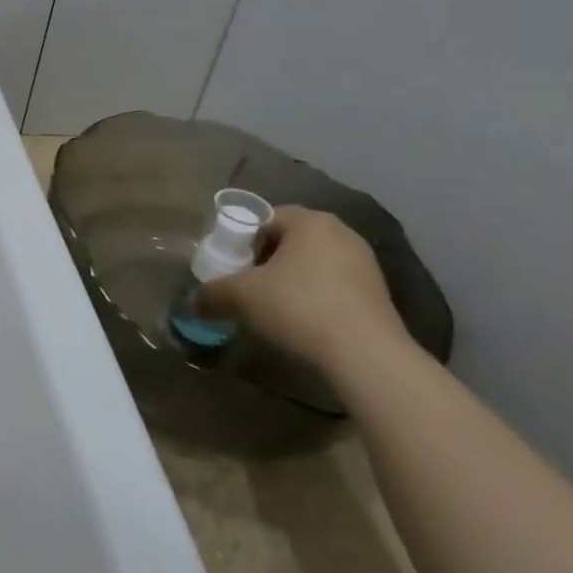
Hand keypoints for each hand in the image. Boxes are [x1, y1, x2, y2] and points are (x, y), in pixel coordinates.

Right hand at [196, 206, 408, 373]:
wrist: (366, 354)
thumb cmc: (299, 307)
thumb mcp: (243, 297)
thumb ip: (213, 293)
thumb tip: (195, 300)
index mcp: (309, 221)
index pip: (265, 218)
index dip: (242, 240)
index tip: (230, 266)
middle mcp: (341, 232)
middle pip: (289, 240)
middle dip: (265, 261)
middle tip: (246, 287)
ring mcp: (364, 262)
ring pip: (312, 264)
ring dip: (290, 281)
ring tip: (273, 309)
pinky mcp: (377, 293)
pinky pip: (333, 286)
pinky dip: (314, 298)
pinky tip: (303, 323)